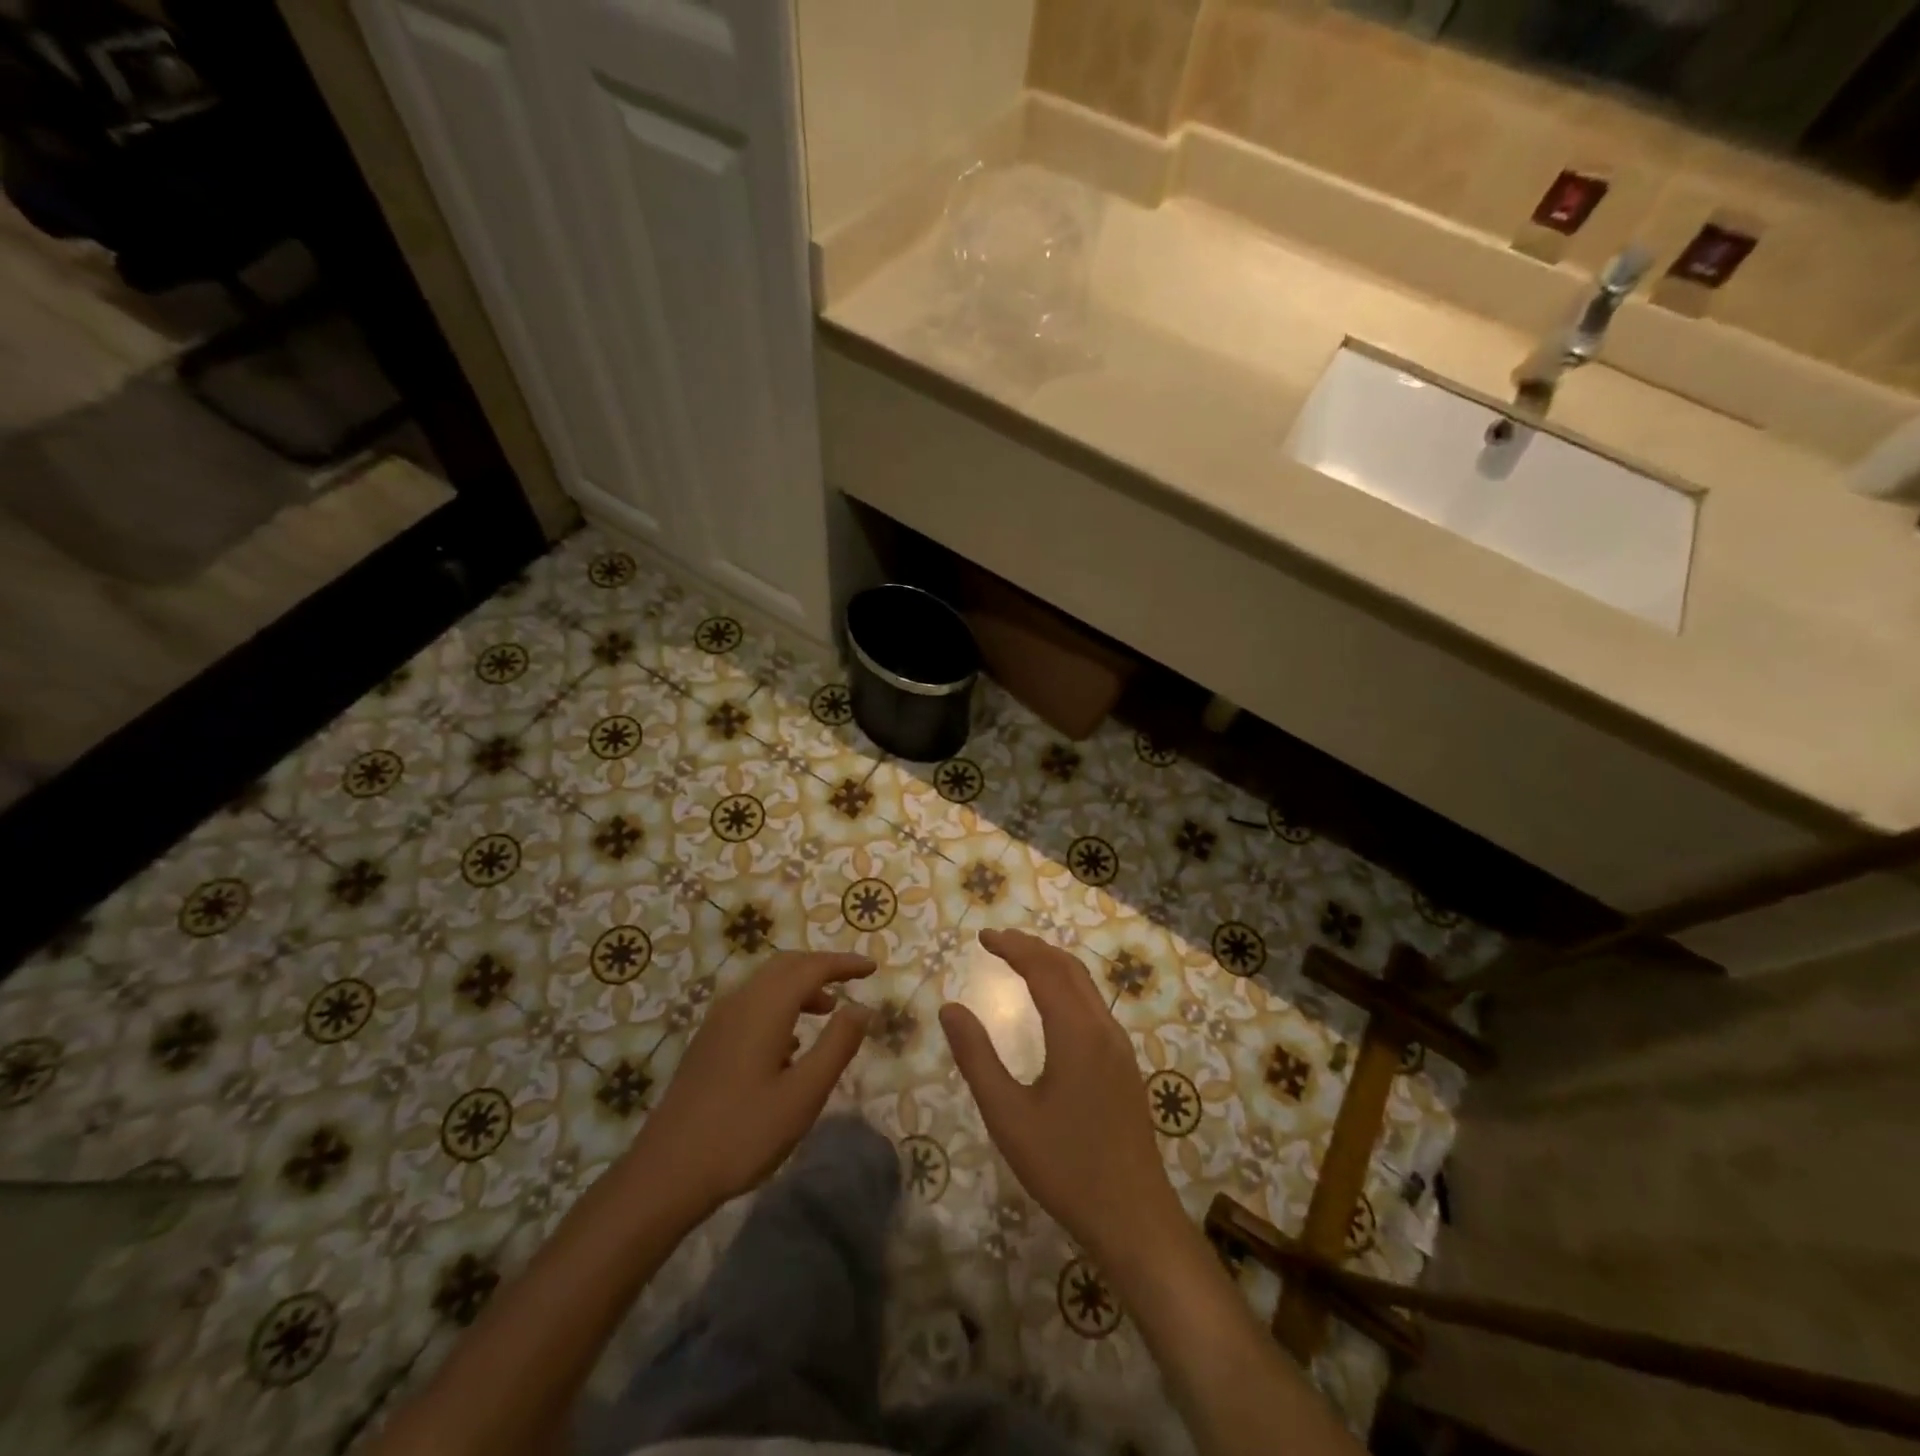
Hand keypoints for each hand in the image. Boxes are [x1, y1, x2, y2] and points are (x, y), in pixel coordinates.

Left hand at [631, 951, 875, 1215]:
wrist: (666, 1174)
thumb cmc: (743, 1133)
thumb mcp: (803, 1093)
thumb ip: (837, 1045)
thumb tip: (862, 1008)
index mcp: (765, 1007)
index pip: (812, 967)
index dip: (844, 964)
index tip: (872, 967)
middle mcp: (740, 1003)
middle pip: (786, 966)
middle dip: (821, 967)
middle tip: (852, 980)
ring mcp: (718, 1022)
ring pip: (766, 984)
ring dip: (800, 987)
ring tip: (828, 1010)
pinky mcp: (708, 1043)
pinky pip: (751, 1005)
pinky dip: (780, 1005)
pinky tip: (790, 1043)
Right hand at [940, 929, 1185, 1264]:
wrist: (1133, 1217)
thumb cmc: (1065, 1167)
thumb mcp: (1007, 1115)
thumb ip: (976, 1057)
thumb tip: (949, 1008)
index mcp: (1076, 1032)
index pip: (1043, 969)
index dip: (1013, 946)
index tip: (983, 936)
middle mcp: (1103, 1028)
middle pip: (1068, 967)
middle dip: (1032, 947)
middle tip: (997, 942)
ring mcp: (1119, 1046)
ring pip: (1086, 985)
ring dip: (1052, 964)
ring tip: (1019, 962)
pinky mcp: (1124, 1064)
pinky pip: (1094, 1005)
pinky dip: (1067, 986)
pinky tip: (1052, 1004)